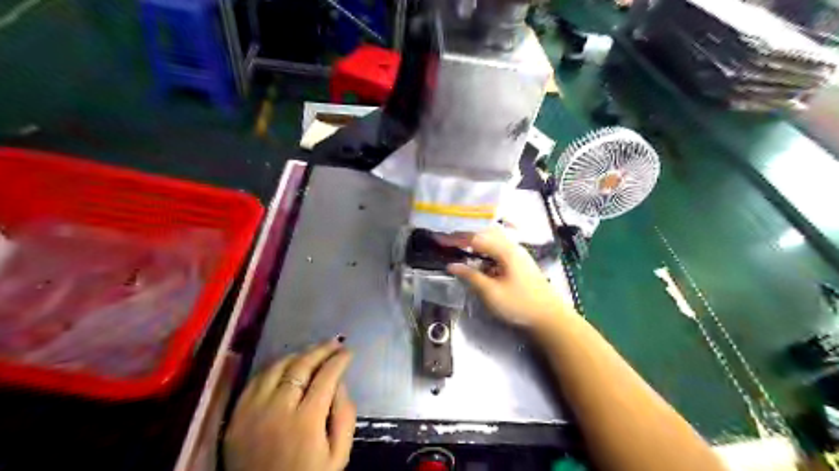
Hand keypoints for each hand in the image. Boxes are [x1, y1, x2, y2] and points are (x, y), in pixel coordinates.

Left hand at [224, 339, 355, 470]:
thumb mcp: (338, 456)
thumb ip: (345, 417)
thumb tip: (340, 384)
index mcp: (306, 421)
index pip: (326, 376)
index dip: (339, 360)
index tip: (348, 351)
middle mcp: (277, 409)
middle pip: (301, 366)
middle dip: (321, 350)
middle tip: (334, 343)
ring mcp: (253, 411)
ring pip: (276, 368)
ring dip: (297, 355)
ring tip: (312, 351)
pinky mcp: (236, 417)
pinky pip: (255, 381)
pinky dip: (273, 368)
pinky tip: (285, 366)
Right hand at [441, 224, 570, 330]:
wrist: (549, 317)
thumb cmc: (519, 305)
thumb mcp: (491, 293)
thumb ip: (471, 276)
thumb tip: (451, 265)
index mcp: (505, 251)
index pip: (476, 238)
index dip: (457, 238)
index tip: (441, 240)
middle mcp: (512, 247)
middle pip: (486, 233)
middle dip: (466, 236)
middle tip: (449, 241)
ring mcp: (518, 254)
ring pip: (494, 240)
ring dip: (477, 242)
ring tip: (461, 248)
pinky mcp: (520, 262)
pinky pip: (499, 249)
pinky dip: (486, 250)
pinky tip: (479, 259)